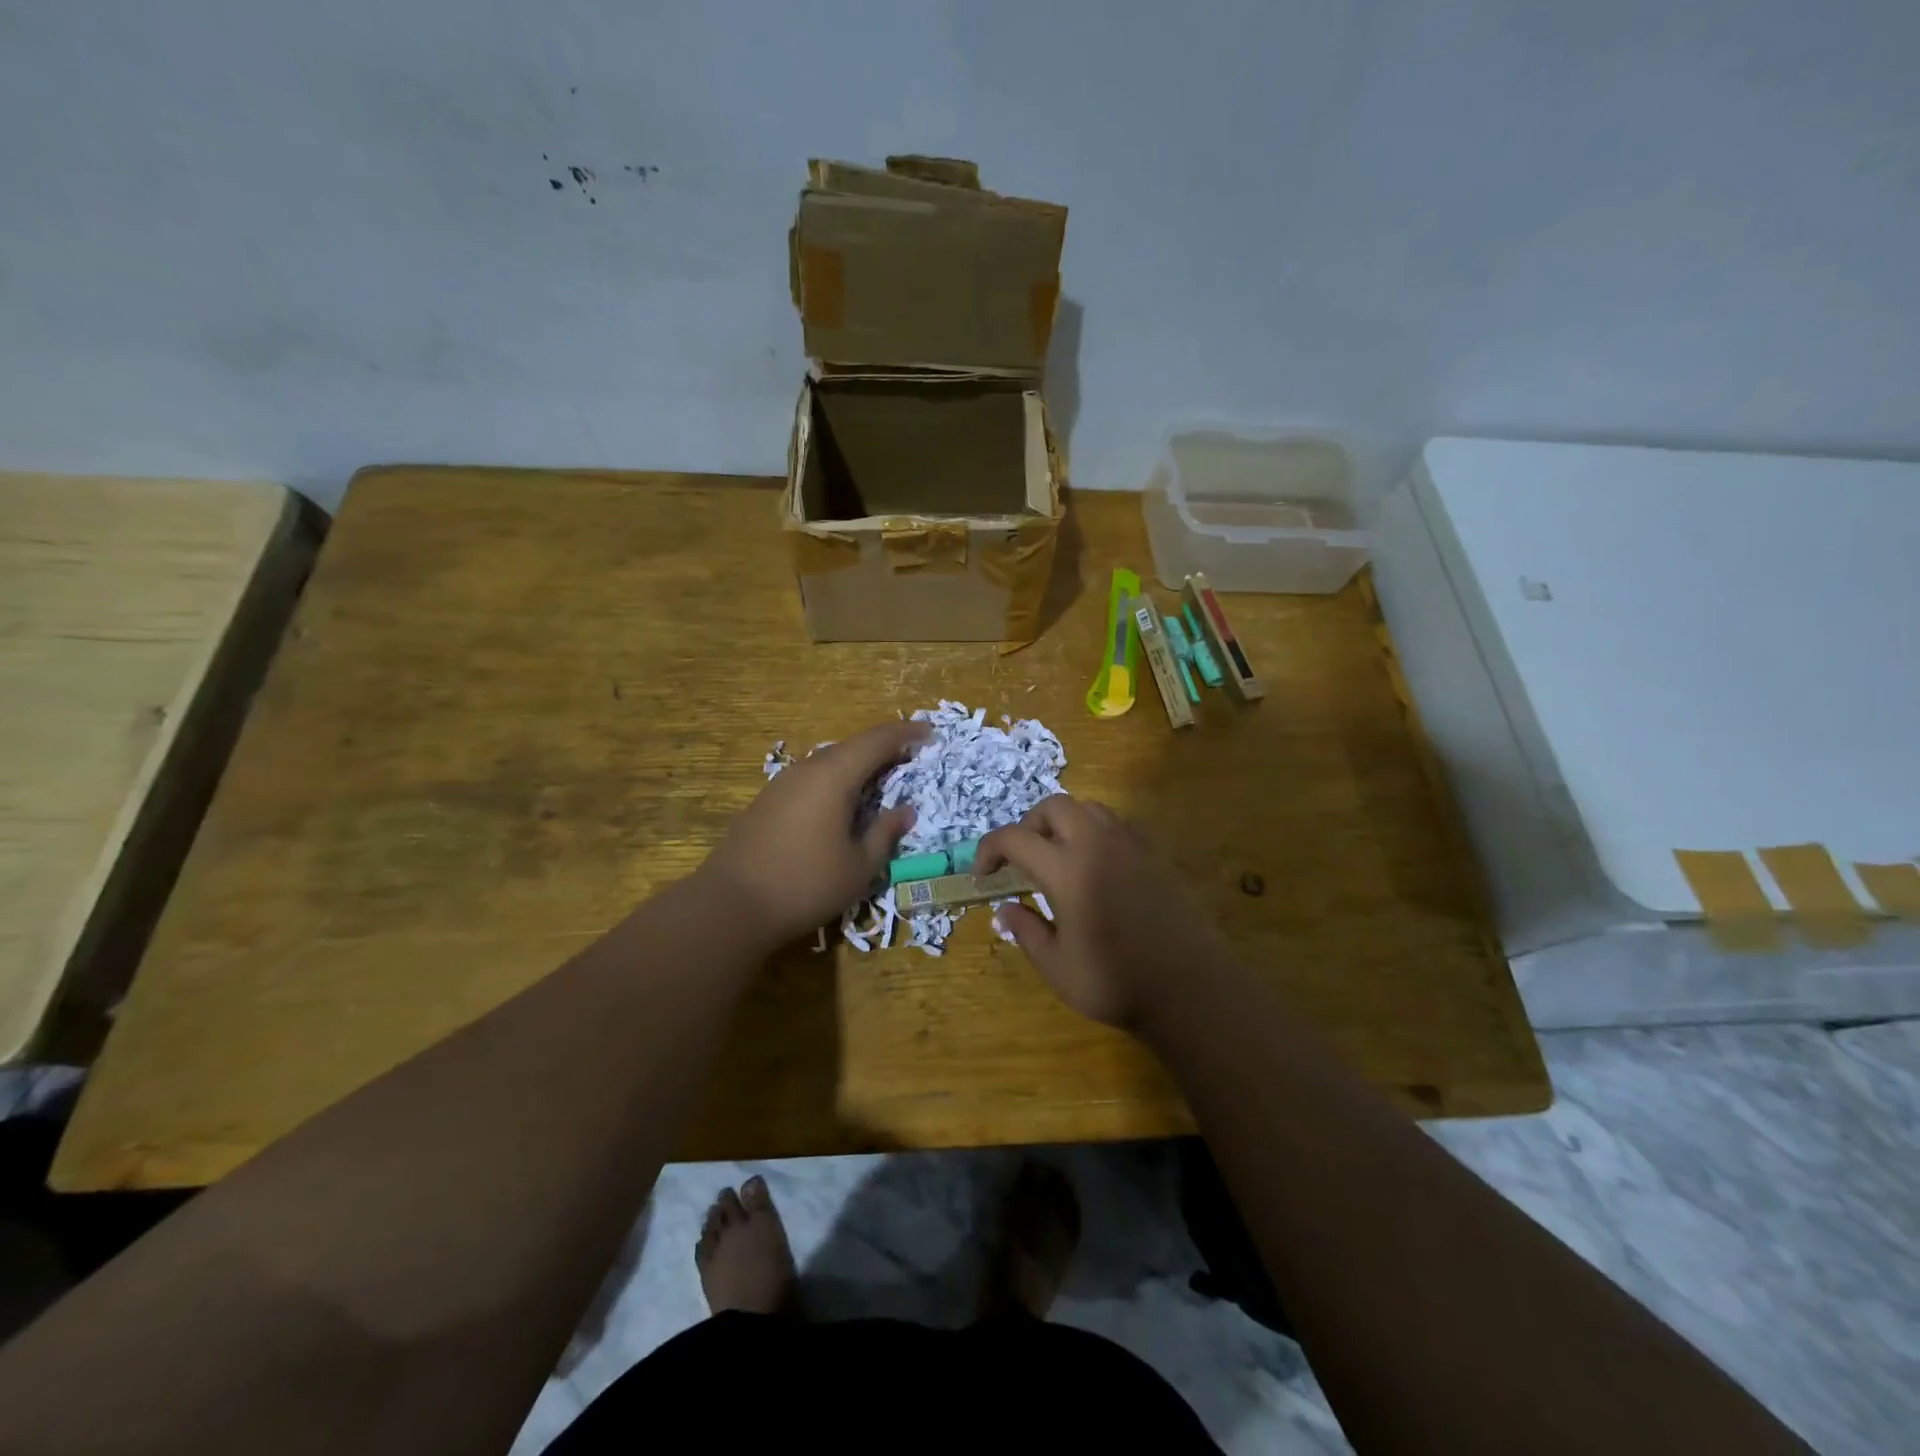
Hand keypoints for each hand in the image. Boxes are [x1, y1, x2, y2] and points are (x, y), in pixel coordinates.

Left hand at [701, 721, 927, 944]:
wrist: (731, 905)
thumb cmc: (806, 884)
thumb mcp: (859, 866)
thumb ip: (885, 833)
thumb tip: (906, 811)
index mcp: (834, 776)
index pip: (877, 740)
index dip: (906, 733)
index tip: (930, 733)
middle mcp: (807, 769)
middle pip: (851, 747)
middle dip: (883, 748)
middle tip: (909, 758)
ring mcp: (782, 784)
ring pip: (828, 762)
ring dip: (857, 765)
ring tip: (879, 780)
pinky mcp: (766, 801)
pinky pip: (810, 778)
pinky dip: (834, 781)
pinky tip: (840, 803)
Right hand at [976, 795, 1230, 1029]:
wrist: (1190, 989)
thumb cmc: (1116, 982)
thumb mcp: (1056, 966)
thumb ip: (1026, 931)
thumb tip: (1004, 910)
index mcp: (1067, 869)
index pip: (1014, 838)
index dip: (989, 850)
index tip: (984, 875)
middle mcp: (1098, 844)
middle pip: (1054, 806)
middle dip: (1028, 825)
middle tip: (1022, 860)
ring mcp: (1132, 844)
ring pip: (1089, 808)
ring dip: (1064, 823)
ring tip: (1059, 858)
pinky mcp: (1156, 853)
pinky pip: (1118, 824)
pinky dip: (1096, 832)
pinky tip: (1098, 866)